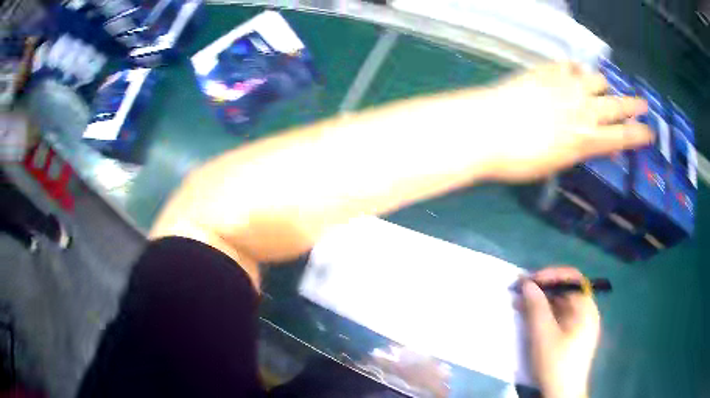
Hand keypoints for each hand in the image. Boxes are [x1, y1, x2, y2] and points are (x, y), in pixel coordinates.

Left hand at [472, 62, 651, 180]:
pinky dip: (575, 70)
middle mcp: (582, 109)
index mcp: (586, 139)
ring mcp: (565, 85)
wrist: (485, 128)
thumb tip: (592, 142)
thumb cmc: (517, 158)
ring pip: (596, 79)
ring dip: (601, 85)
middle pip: (616, 105)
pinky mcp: (546, 70)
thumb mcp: (555, 164)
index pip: (622, 137)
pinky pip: (569, 65)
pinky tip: (572, 73)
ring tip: (600, 88)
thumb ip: (577, 149)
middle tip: (643, 104)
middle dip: (633, 105)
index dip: (638, 135)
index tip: (650, 133)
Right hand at [520, 267, 600, 397]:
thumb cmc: (555, 363)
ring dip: (542, 301)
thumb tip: (527, 283)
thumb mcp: (543, 335)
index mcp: (586, 308)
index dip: (551, 275)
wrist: (562, 394)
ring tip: (520, 303)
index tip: (529, 280)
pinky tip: (530, 318)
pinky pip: (560, 317)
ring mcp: (581, 324)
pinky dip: (545, 314)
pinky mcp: (573, 336)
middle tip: (521, 291)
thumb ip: (536, 307)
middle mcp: (586, 312)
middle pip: (566, 290)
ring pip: (561, 304)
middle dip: (543, 288)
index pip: (572, 278)